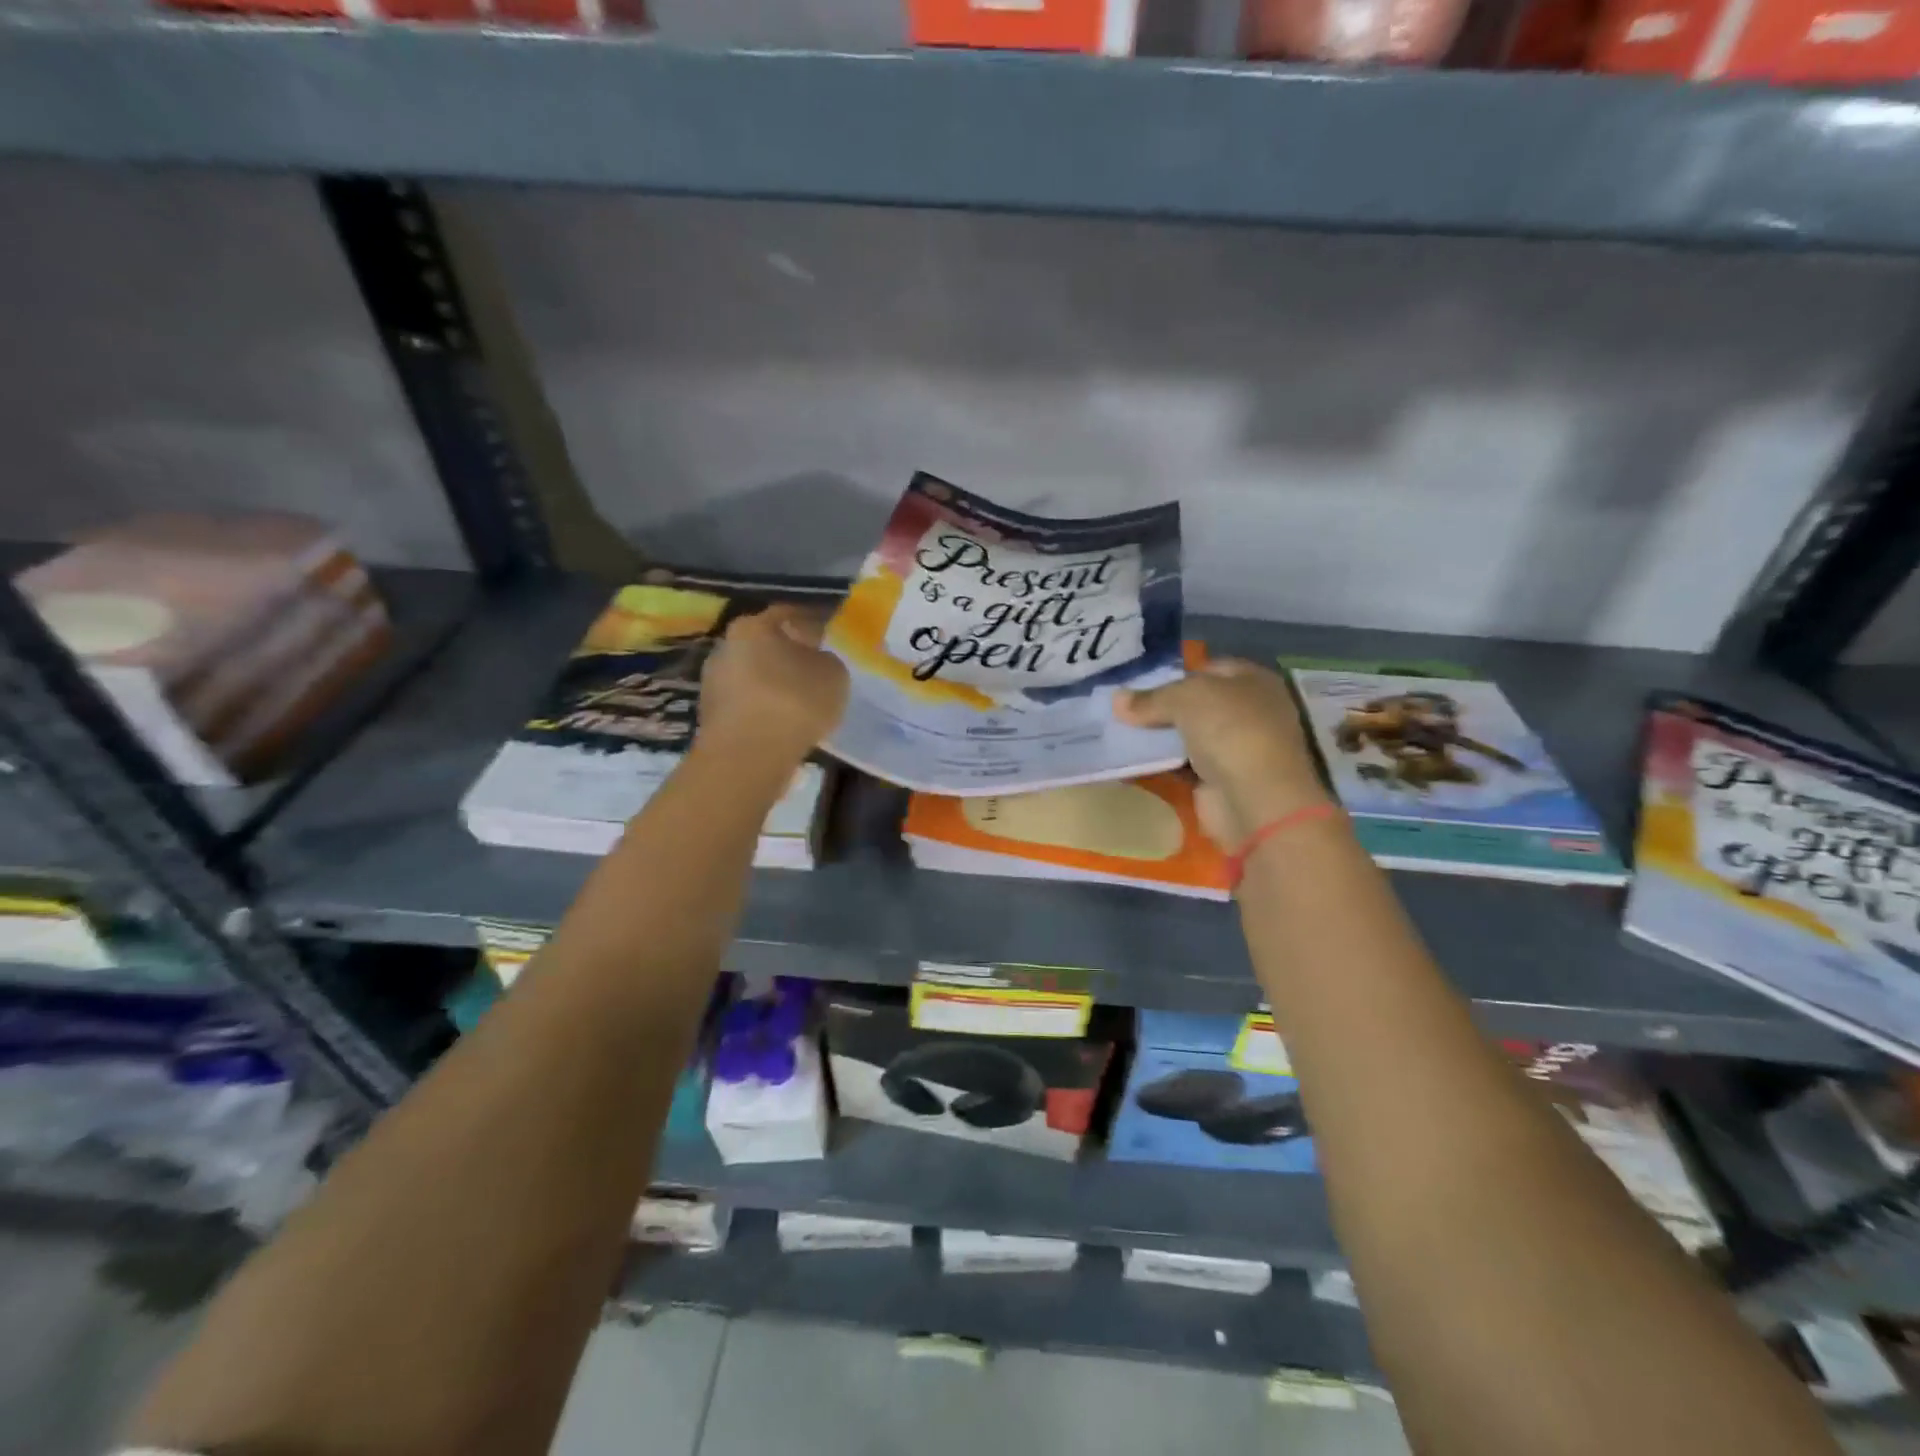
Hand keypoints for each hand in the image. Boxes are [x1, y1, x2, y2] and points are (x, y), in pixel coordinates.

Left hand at [696, 605, 849, 767]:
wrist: (748, 756)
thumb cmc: (794, 702)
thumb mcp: (833, 674)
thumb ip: (826, 660)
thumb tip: (815, 662)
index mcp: (753, 626)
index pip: (787, 615)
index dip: (811, 624)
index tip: (827, 638)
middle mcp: (726, 646)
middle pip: (764, 645)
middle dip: (788, 655)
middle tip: (815, 670)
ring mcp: (713, 682)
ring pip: (753, 676)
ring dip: (774, 685)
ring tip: (801, 702)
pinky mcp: (710, 716)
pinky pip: (746, 704)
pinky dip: (763, 709)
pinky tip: (783, 723)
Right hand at [1115, 660, 1329, 846]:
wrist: (1254, 798)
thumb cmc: (1229, 730)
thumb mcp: (1184, 698)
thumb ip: (1150, 698)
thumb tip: (1117, 699)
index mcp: (1254, 681)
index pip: (1210, 669)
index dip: (1177, 672)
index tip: (1140, 681)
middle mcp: (1249, 712)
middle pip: (1197, 704)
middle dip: (1162, 706)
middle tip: (1123, 707)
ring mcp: (1236, 749)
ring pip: (1187, 735)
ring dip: (1158, 737)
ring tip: (1118, 731)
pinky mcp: (1219, 781)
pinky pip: (1182, 766)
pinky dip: (1160, 764)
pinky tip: (1130, 760)